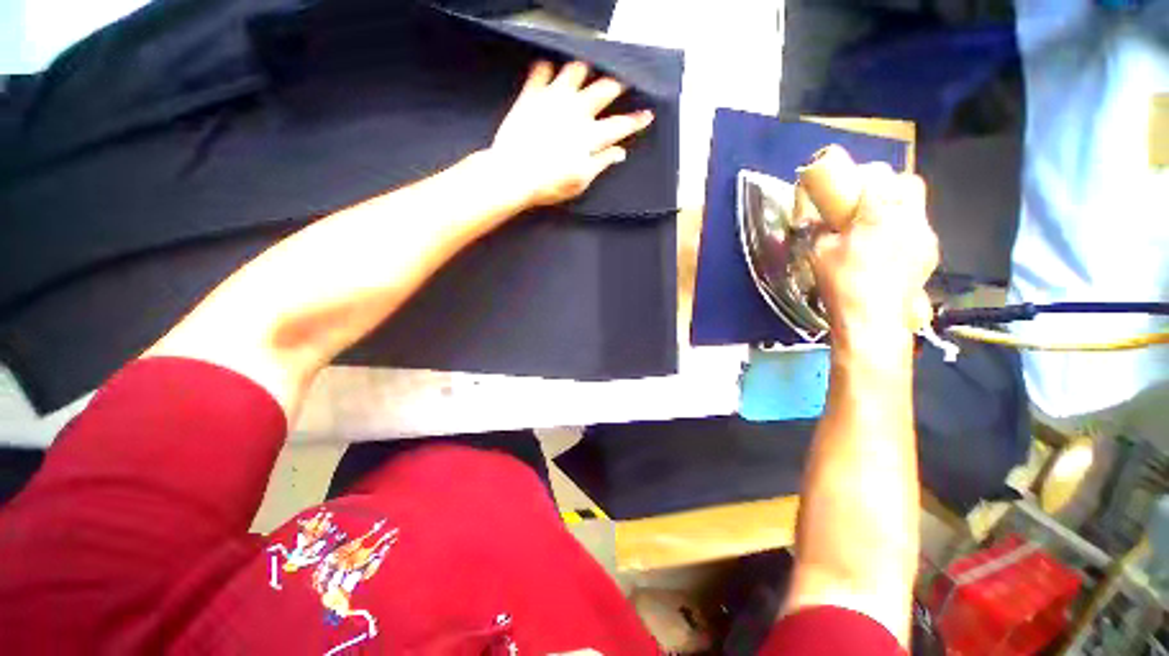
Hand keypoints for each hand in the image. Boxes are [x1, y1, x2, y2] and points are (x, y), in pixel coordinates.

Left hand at [489, 60, 654, 207]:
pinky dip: (547, 68)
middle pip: (604, 88)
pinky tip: (550, 73)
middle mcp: (576, 110)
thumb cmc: (549, 184)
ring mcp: (553, 98)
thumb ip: (601, 163)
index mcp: (590, 136)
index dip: (636, 120)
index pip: (620, 125)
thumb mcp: (580, 181)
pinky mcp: (532, 94)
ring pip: (576, 70)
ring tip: (586, 74)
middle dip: (617, 84)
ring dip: (585, 70)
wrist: (513, 175)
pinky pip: (541, 70)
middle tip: (621, 85)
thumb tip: (620, 152)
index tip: (647, 114)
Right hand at [810, 163, 938, 341]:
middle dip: (890, 185)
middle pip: (909, 183)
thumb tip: (820, 222)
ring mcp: (925, 236)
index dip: (865, 175)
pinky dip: (905, 230)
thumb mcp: (819, 254)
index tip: (851, 184)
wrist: (873, 318)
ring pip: (917, 207)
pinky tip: (889, 249)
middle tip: (869, 201)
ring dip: (898, 209)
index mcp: (879, 213)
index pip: (879, 176)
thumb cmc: (842, 283)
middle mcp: (909, 218)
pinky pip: (919, 230)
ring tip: (877, 228)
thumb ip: (821, 231)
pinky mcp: (930, 254)